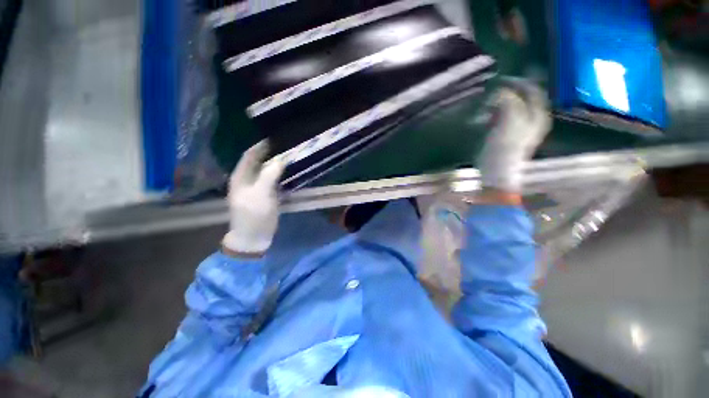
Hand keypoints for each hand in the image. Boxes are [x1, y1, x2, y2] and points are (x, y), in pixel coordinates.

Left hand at [222, 141, 284, 255]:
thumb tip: (281, 159)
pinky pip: (273, 179)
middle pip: (259, 161)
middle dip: (272, 153)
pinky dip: (281, 173)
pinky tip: (290, 171)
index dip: (262, 145)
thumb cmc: (254, 215)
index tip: (277, 138)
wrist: (254, 237)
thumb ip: (270, 175)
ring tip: (291, 156)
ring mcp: (257, 187)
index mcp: (240, 177)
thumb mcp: (261, 194)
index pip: (250, 155)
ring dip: (277, 163)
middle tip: (287, 146)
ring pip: (267, 170)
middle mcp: (247, 179)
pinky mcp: (266, 194)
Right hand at [478, 78, 550, 192]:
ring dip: (499, 104)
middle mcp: (533, 119)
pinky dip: (494, 114)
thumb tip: (501, 90)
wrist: (496, 173)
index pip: (532, 90)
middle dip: (507, 93)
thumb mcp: (509, 121)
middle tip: (491, 92)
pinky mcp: (507, 136)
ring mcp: (520, 128)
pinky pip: (503, 118)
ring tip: (486, 105)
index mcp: (538, 115)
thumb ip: (509, 101)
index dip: (519, 82)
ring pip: (512, 107)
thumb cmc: (504, 148)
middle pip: (522, 98)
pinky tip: (485, 117)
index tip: (500, 80)